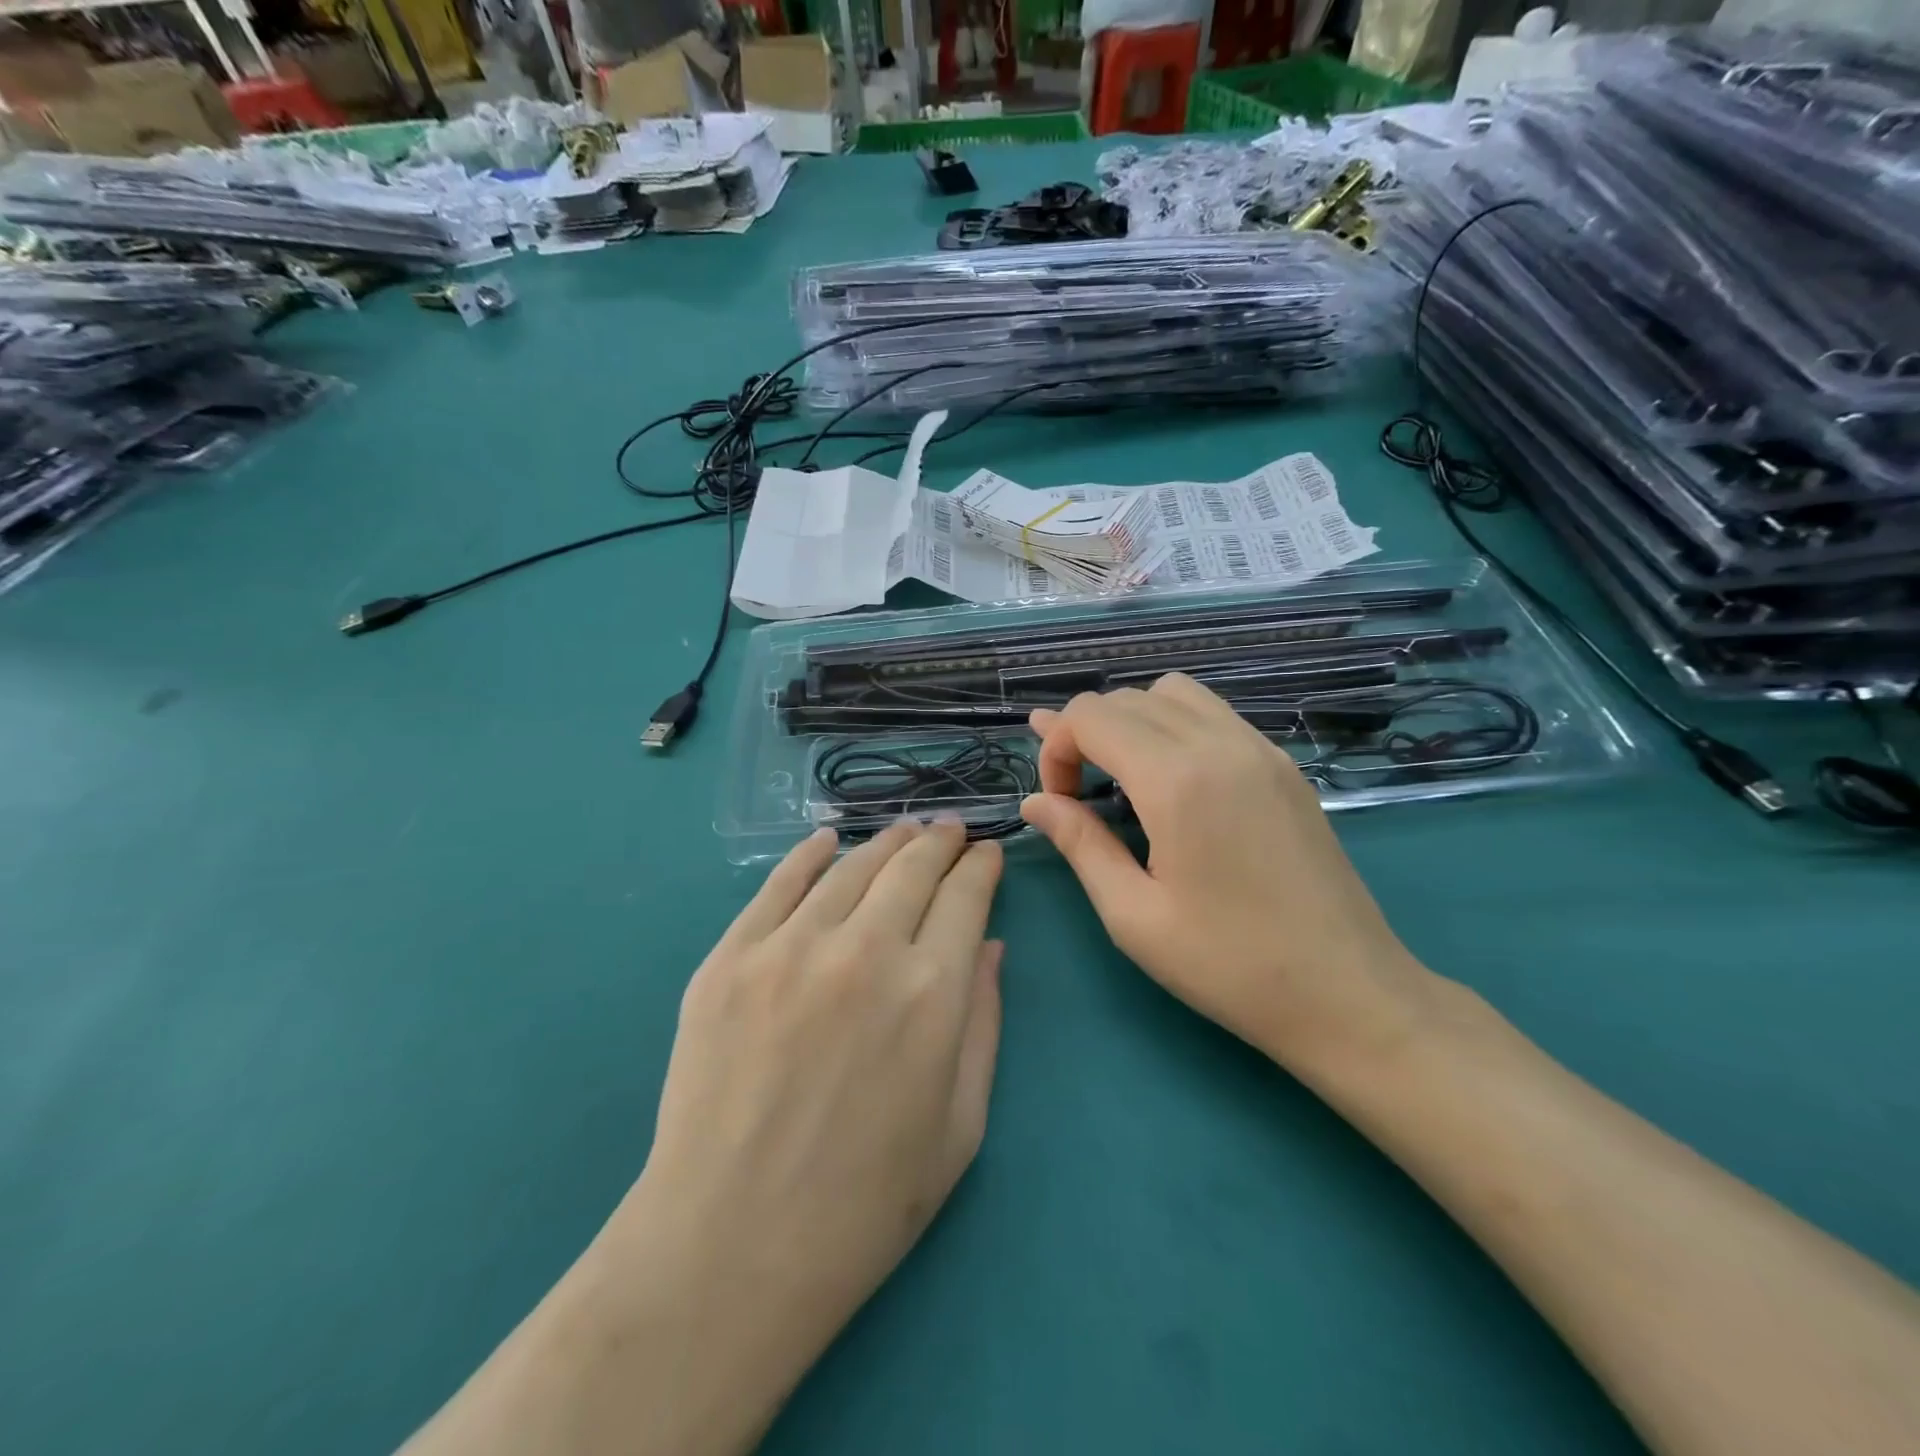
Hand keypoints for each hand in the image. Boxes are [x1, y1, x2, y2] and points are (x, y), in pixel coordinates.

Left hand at [599, 820, 1003, 1421]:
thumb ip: (984, 1024)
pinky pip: (778, 884)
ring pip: (851, 866)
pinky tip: (827, 840)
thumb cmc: (864, 1203)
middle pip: (913, 866)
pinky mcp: (730, 958)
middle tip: (948, 832)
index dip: (981, 867)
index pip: (967, 896)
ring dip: (886, 842)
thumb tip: (990, 946)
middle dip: (939, 842)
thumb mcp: (961, 1126)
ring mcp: (791, 948)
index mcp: (932, 992)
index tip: (986, 854)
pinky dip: (809, 854)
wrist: (730, 1249)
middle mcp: (866, 951)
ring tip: (903, 832)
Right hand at [1019, 674, 1434, 1071]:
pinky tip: (1175, 781)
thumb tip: (1035, 802)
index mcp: (1177, 780)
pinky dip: (1175, 726)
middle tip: (1079, 796)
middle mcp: (1219, 744)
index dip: (1056, 748)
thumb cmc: (1229, 965)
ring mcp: (1260, 748)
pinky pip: (1215, 714)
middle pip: (1127, 698)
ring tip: (1124, 777)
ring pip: (1173, 693)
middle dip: (1086, 734)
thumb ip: (1080, 844)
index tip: (1060, 803)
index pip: (1091, 716)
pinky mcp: (1284, 765)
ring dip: (1132, 721)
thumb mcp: (1133, 915)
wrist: (1348, 993)